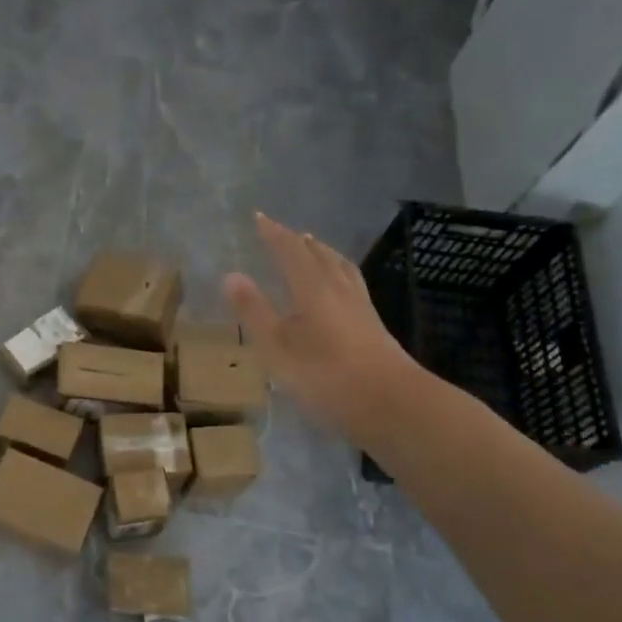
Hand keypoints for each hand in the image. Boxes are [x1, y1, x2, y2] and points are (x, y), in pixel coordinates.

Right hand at [223, 212, 417, 442]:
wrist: (391, 403)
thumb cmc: (325, 376)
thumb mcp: (277, 348)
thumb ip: (254, 311)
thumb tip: (231, 274)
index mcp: (313, 289)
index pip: (290, 251)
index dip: (274, 234)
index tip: (259, 217)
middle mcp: (339, 289)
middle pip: (319, 255)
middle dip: (299, 241)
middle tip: (285, 232)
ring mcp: (361, 307)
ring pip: (340, 268)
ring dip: (324, 253)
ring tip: (314, 247)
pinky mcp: (374, 325)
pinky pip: (352, 283)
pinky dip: (339, 273)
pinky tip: (341, 288)